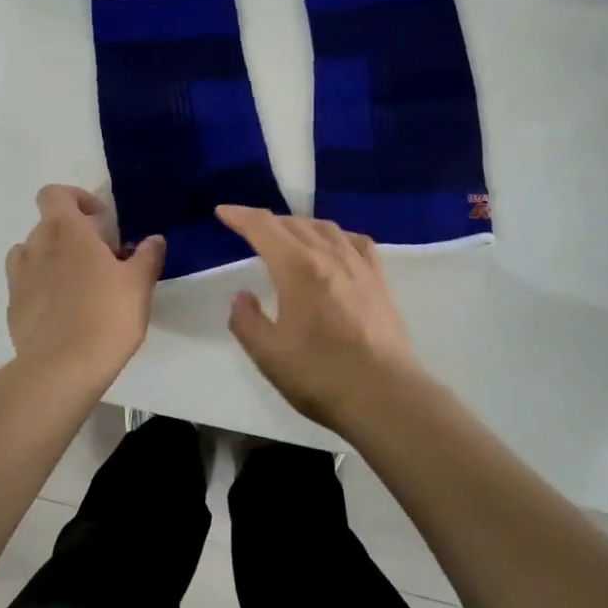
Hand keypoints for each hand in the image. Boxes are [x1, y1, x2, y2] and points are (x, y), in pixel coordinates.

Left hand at [6, 186, 163, 384]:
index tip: (99, 219)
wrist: (62, 368)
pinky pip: (26, 285)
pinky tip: (63, 312)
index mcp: (66, 231)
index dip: (76, 198)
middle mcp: (36, 246)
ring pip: (31, 254)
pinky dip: (41, 288)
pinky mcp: (13, 308)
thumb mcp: (139, 284)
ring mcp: (19, 278)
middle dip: (72, 234)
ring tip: (76, 282)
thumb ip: (147, 256)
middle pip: (47, 225)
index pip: (54, 194)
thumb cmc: (106, 315)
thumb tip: (153, 240)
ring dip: (51, 258)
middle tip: (100, 258)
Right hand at [216, 205, 426, 432]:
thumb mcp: (268, 354)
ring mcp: (359, 266)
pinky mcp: (379, 281)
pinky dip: (337, 236)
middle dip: (267, 221)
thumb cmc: (320, 375)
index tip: (223, 212)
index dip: (240, 216)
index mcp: (297, 268)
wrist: (384, 396)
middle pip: (293, 224)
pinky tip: (336, 246)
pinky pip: (356, 243)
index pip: (263, 228)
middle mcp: (329, 256)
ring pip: (325, 228)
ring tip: (287, 235)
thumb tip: (242, 296)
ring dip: (299, 225)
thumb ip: (247, 321)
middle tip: (249, 229)